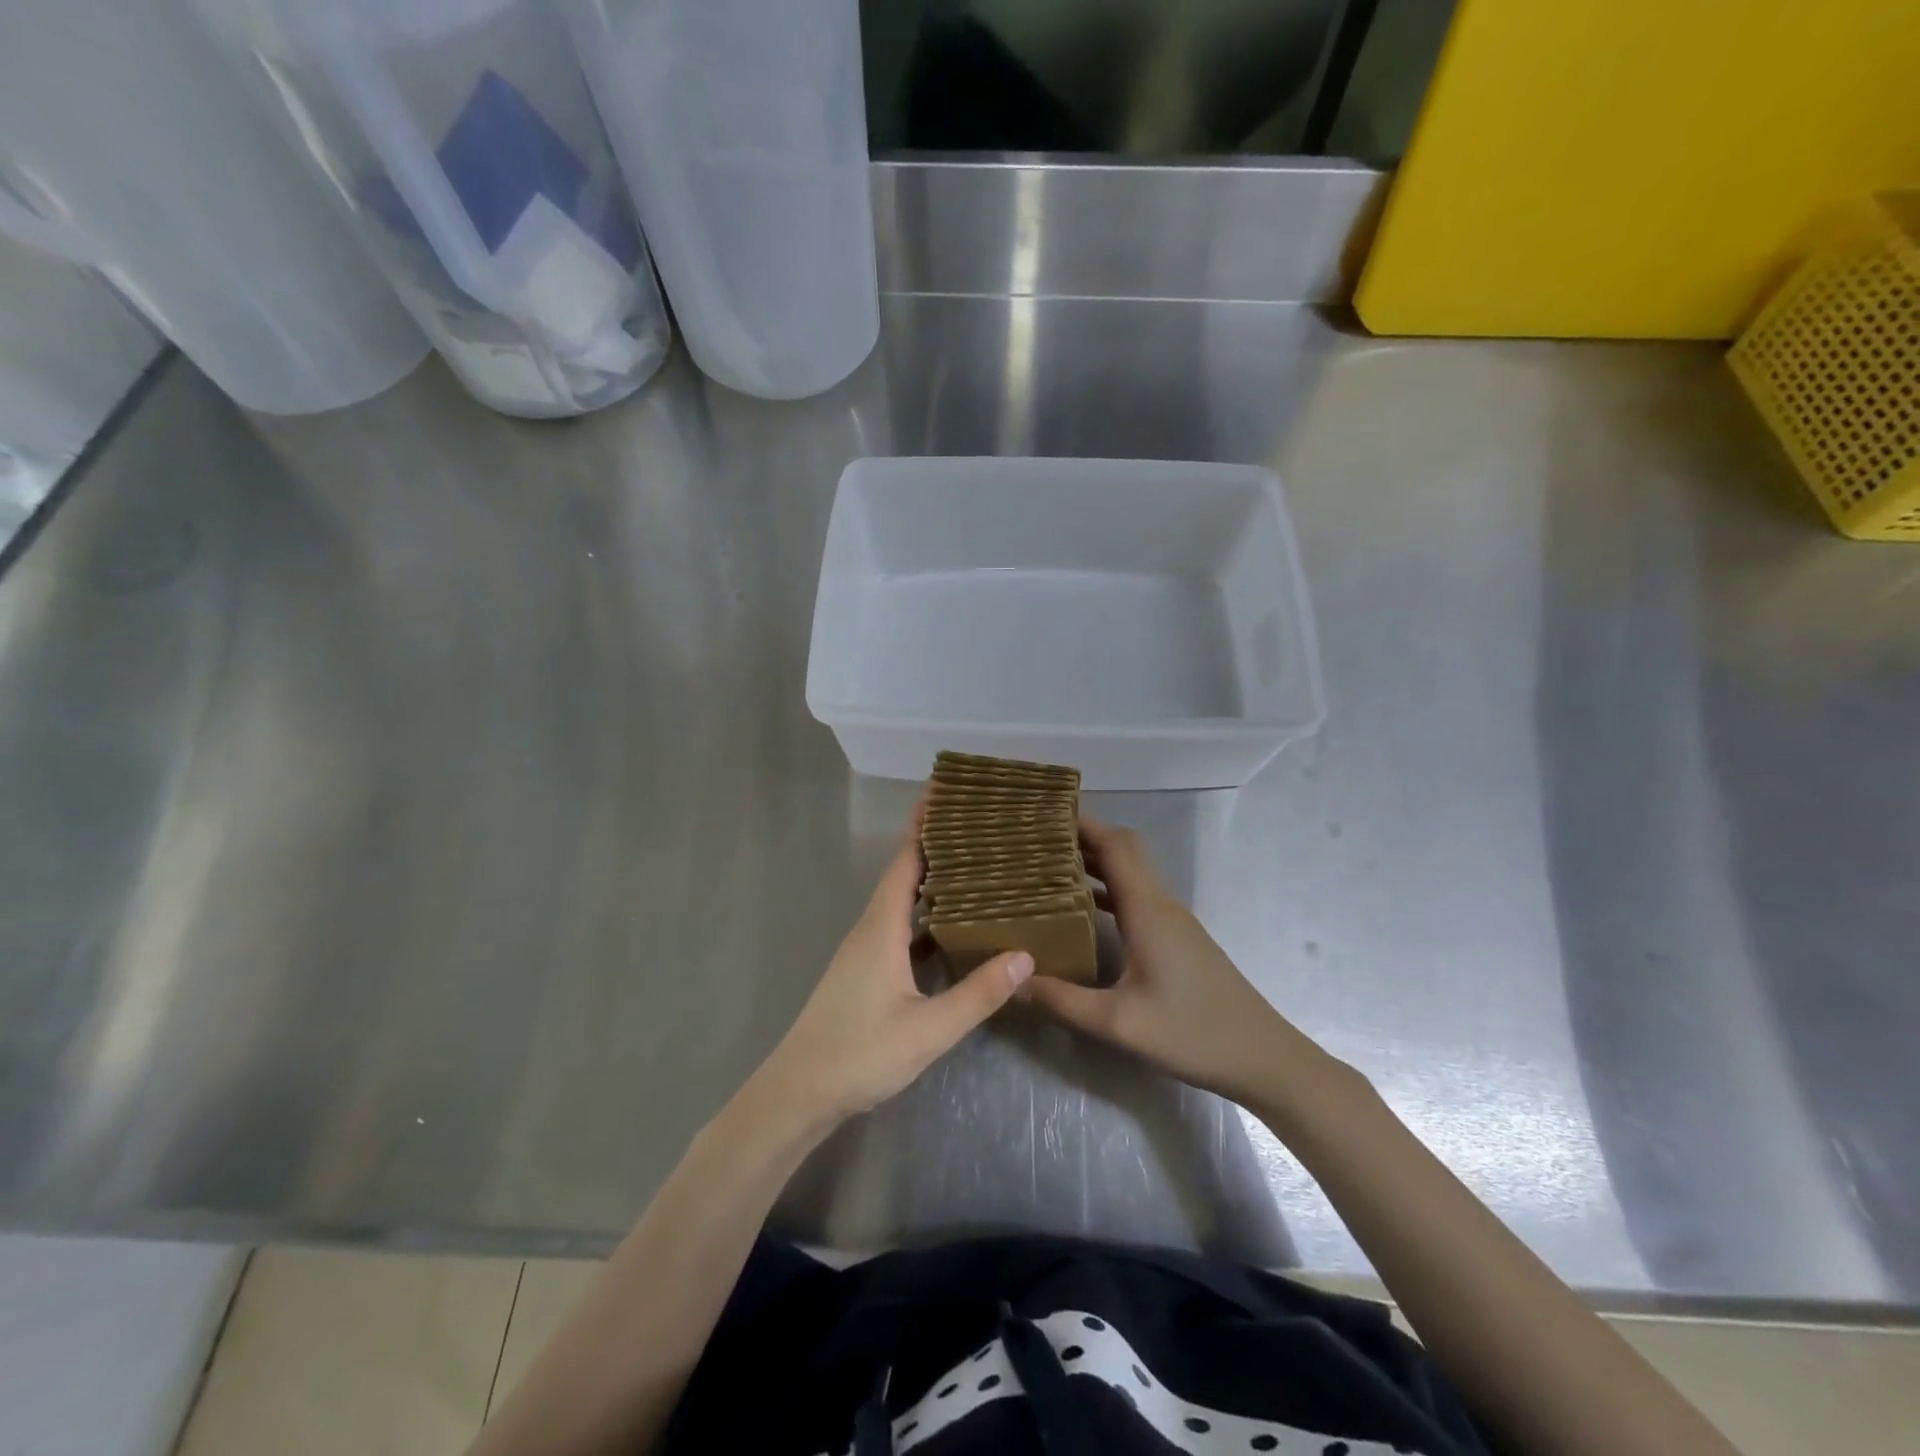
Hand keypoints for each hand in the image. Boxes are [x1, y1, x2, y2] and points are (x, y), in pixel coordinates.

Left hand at [749, 807, 1033, 1131]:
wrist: (800, 1092)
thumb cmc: (859, 1054)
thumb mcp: (928, 1029)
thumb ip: (977, 994)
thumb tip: (1026, 954)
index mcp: (881, 927)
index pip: (906, 860)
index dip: (925, 824)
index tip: (948, 792)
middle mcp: (871, 927)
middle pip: (905, 871)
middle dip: (936, 843)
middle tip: (978, 824)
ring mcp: (866, 949)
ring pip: (903, 900)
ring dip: (933, 878)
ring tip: (975, 865)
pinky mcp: (867, 969)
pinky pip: (902, 926)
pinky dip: (927, 915)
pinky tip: (954, 925)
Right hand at [1020, 818, 1298, 1107]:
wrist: (1262, 1057)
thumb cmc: (1192, 1033)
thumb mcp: (1119, 1023)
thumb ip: (1062, 1001)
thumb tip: (1013, 982)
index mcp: (1148, 909)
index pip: (1115, 844)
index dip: (1082, 824)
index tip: (1043, 817)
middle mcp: (1161, 904)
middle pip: (1123, 850)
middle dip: (1082, 838)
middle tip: (1036, 843)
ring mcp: (1172, 921)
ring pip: (1131, 873)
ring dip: (1095, 863)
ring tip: (1048, 869)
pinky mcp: (1177, 938)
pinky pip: (1137, 897)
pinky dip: (1108, 890)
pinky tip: (1082, 912)